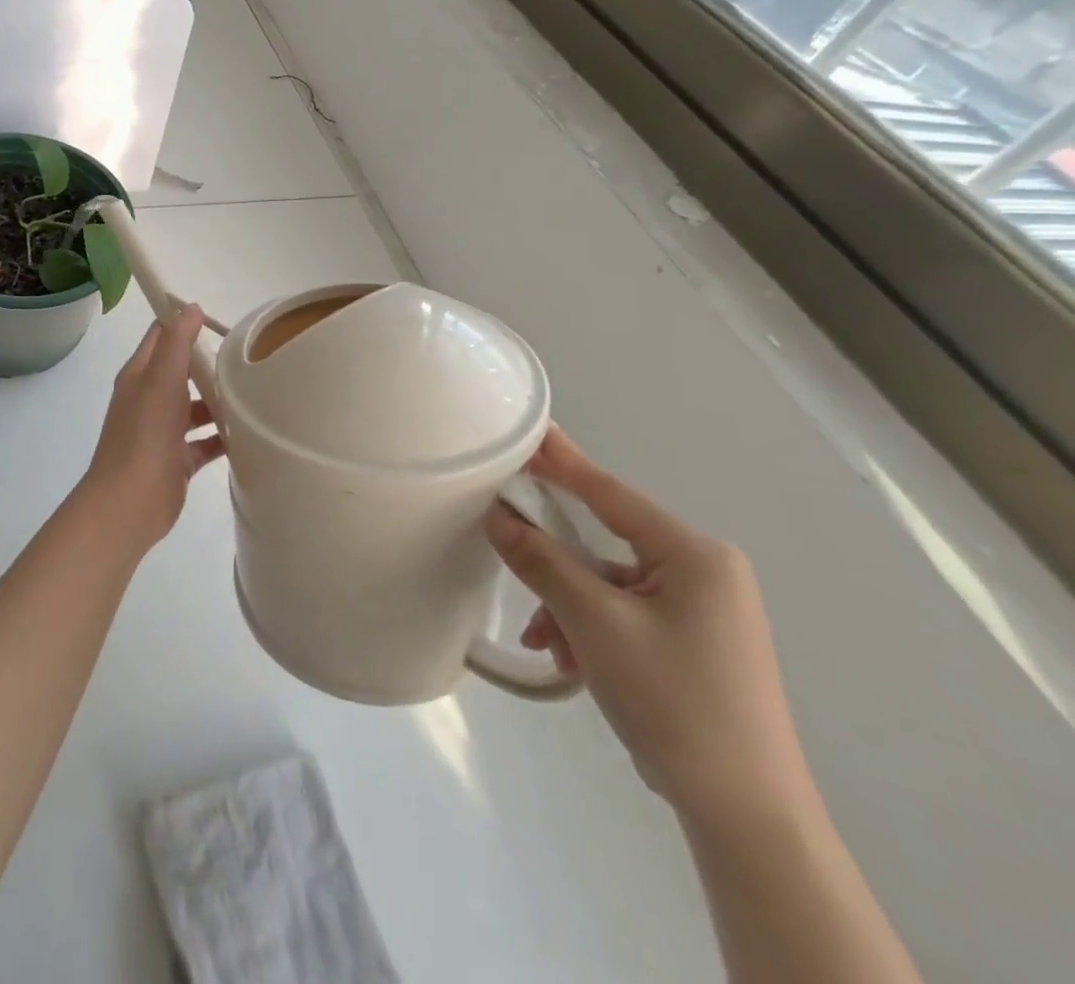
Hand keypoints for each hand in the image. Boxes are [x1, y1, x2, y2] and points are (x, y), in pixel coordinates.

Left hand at [76, 304, 225, 550]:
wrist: (128, 504)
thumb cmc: (144, 436)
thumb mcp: (161, 381)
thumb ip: (176, 344)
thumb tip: (190, 307)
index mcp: (140, 376)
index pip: (161, 337)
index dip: (184, 323)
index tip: (220, 318)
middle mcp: (149, 400)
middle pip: (182, 372)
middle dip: (210, 364)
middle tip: (249, 357)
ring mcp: (162, 432)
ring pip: (194, 408)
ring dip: (219, 402)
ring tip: (255, 395)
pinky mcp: (176, 461)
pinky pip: (204, 443)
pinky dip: (222, 438)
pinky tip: (249, 434)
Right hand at [485, 428, 813, 826]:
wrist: (746, 814)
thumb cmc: (674, 701)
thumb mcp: (594, 623)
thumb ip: (541, 561)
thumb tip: (499, 517)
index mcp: (695, 556)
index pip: (611, 493)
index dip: (563, 461)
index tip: (527, 430)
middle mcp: (703, 572)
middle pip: (604, 541)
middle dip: (556, 563)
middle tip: (509, 556)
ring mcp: (700, 609)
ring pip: (607, 582)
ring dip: (567, 606)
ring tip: (549, 643)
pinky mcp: (690, 641)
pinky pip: (622, 612)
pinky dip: (588, 628)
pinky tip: (567, 658)